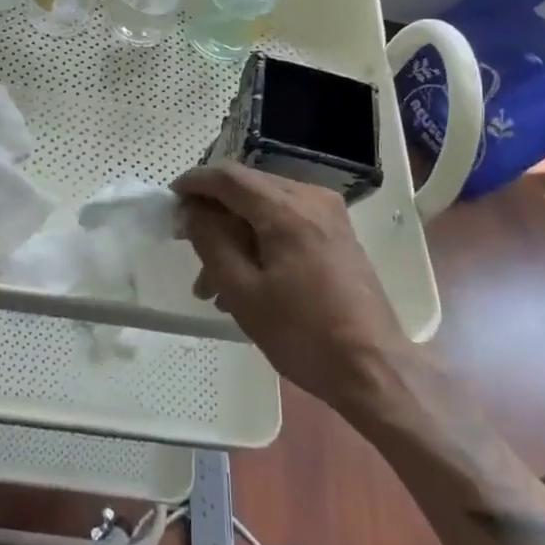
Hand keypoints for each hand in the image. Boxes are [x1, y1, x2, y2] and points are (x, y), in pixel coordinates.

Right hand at [174, 163, 411, 411]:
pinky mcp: (337, 233)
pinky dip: (261, 239)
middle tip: (188, 246)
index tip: (170, 200)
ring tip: (212, 285)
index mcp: (286, 209)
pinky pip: (287, 221)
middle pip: (248, 188)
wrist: (373, 368)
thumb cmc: (303, 333)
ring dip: (236, 234)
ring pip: (266, 207)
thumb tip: (190, 211)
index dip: (195, 182)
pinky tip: (246, 280)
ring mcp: (329, 214)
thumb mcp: (243, 292)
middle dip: (214, 214)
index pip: (229, 176)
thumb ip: (211, 242)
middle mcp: (310, 198)